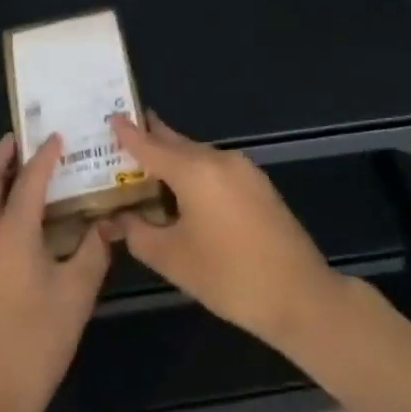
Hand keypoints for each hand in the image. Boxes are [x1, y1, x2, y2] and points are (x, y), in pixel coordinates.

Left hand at [0, 135, 110, 411]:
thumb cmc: (35, 346)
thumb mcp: (76, 297)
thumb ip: (93, 253)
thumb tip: (108, 223)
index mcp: (9, 236)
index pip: (27, 180)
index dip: (44, 155)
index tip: (57, 135)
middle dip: (1, 155)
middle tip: (23, 139)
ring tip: (26, 177)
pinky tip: (20, 231)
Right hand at [107, 112, 342, 354]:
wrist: (299, 295)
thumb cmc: (229, 277)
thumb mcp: (173, 259)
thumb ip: (138, 233)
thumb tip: (117, 219)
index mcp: (195, 170)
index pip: (151, 144)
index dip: (128, 132)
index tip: (110, 116)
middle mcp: (219, 159)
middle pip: (176, 143)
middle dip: (150, 140)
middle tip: (123, 139)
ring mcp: (243, 170)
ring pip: (197, 156)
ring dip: (173, 161)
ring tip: (147, 172)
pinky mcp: (258, 185)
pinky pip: (215, 169)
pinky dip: (194, 174)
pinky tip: (184, 194)